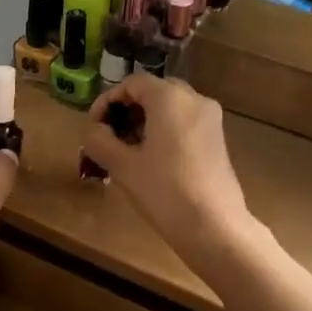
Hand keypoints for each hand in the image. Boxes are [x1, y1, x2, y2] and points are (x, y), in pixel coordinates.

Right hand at [82, 76, 251, 262]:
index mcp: (170, 98)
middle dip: (127, 110)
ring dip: (145, 121)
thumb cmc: (165, 191)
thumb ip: (100, 140)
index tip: (94, 126)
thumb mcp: (122, 166)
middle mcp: (195, 100)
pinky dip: (164, 131)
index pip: (132, 83)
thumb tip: (96, 131)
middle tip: (110, 135)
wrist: (215, 227)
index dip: (107, 100)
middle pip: (153, 92)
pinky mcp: (217, 140)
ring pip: (170, 107)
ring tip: (127, 151)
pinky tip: (152, 160)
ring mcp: (210, 120)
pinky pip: (184, 122)